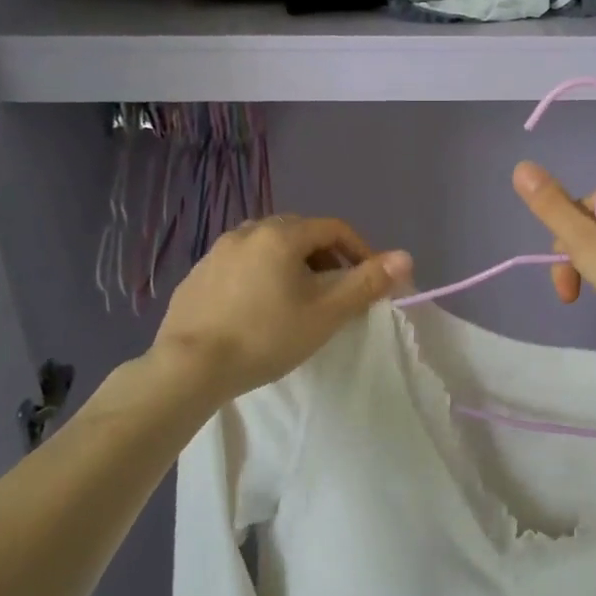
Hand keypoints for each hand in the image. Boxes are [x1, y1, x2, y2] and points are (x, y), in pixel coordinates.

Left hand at [149, 215, 411, 401]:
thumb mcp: (325, 314)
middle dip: (325, 256)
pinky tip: (257, 308)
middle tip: (335, 290)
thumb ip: (366, 283)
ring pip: (267, 246)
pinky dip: (259, 274)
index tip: (368, 279)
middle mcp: (248, 231)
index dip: (359, 250)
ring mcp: (218, 251)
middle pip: (300, 233)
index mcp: (282, 235)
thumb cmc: (266, 337)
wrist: (189, 367)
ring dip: (291, 263)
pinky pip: (240, 263)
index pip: (334, 228)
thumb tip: (406, 257)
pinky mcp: (197, 274)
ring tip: (296, 298)